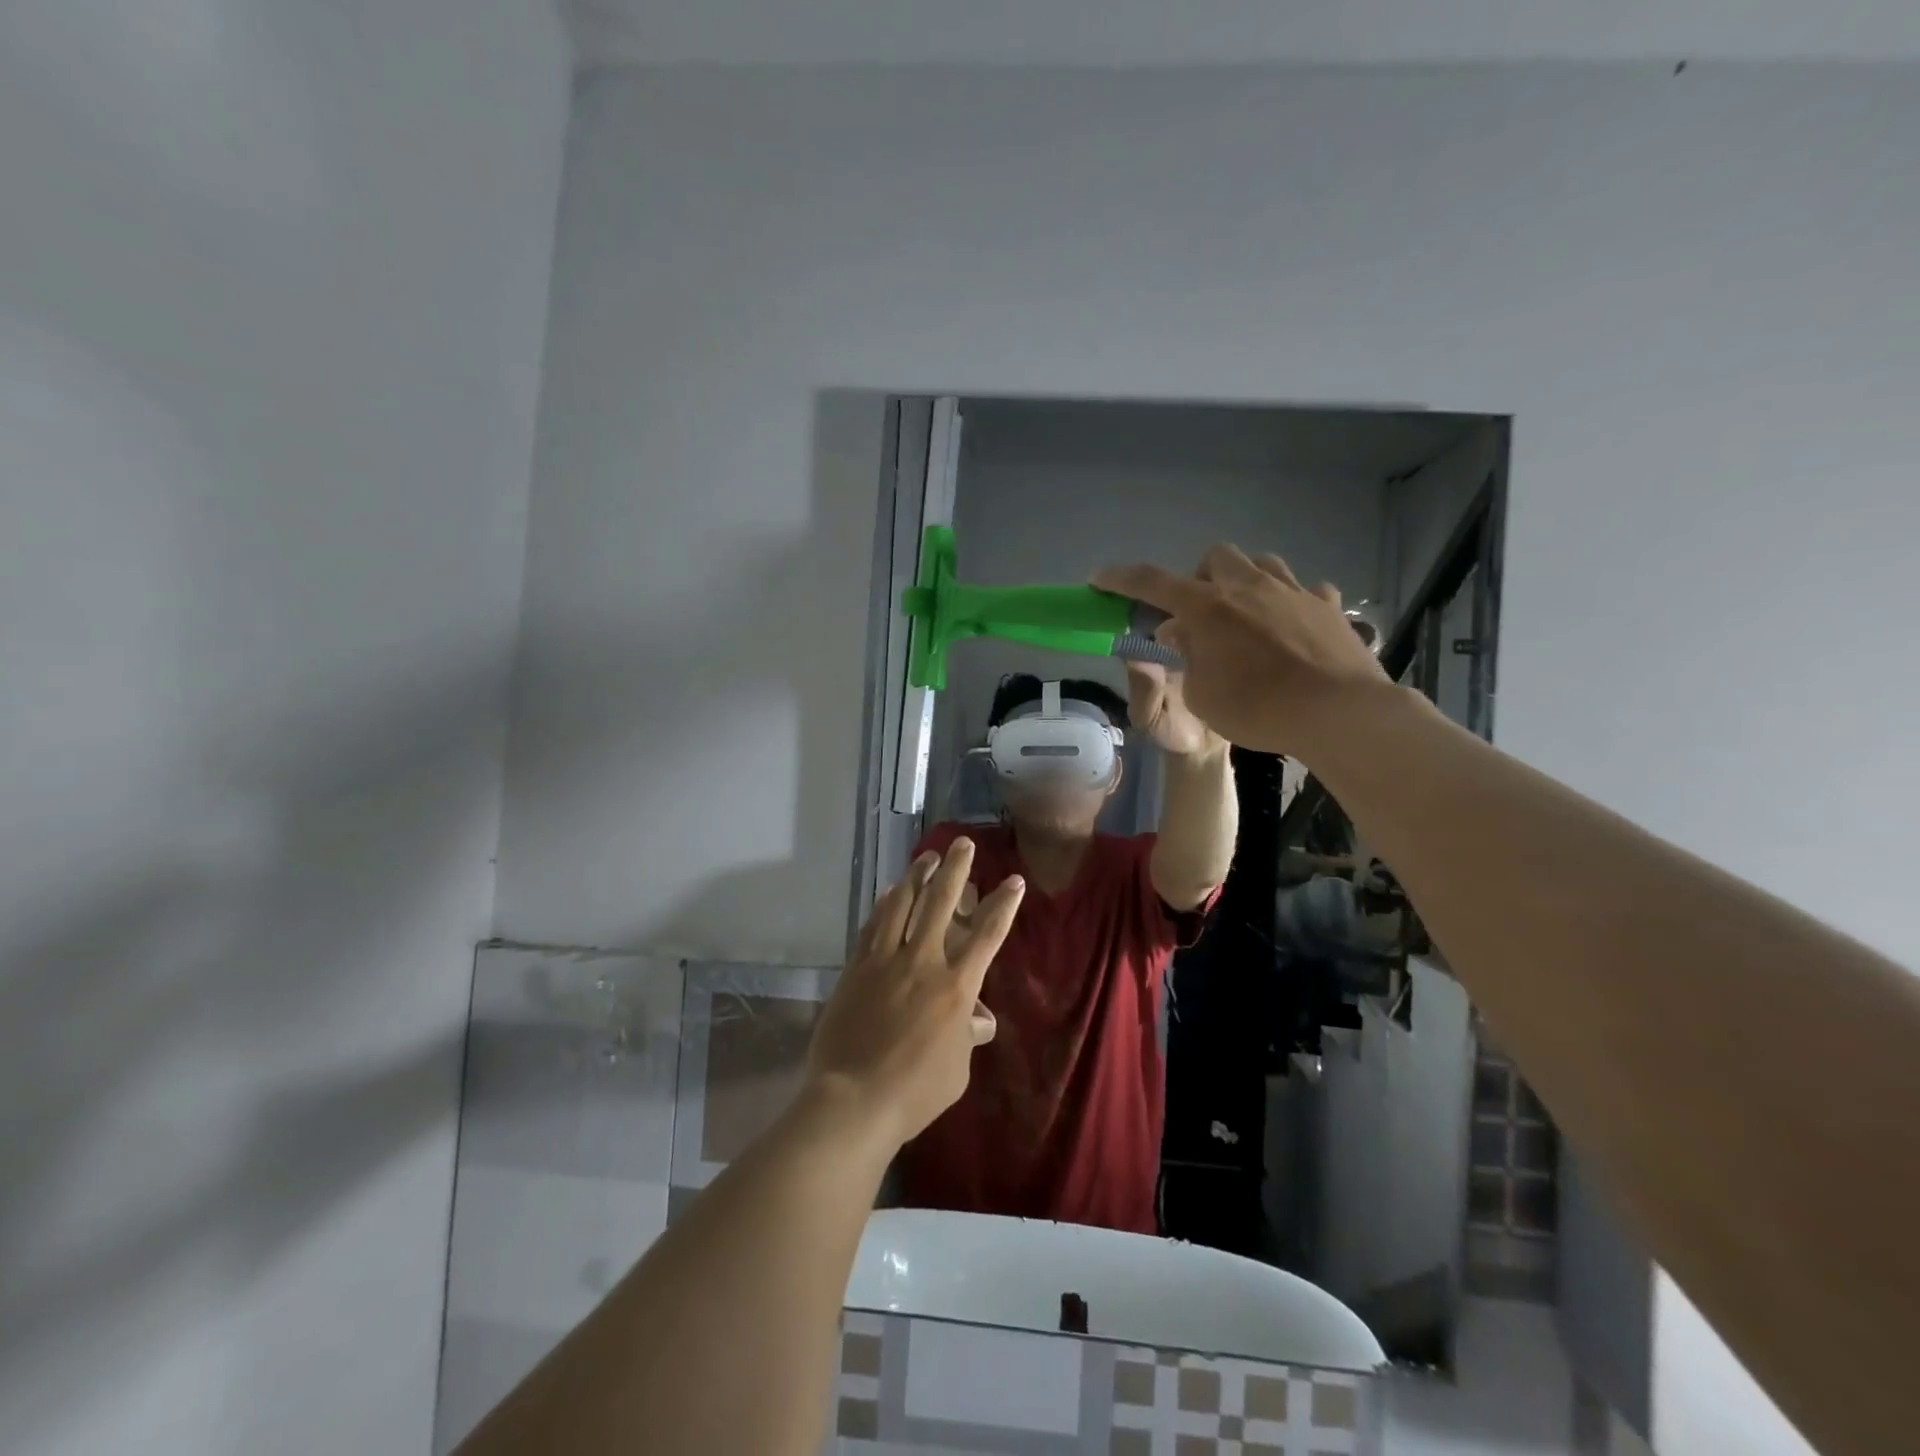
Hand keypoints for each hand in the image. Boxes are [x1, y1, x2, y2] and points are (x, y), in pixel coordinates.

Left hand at [805, 839, 1024, 1150]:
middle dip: (955, 869)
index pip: (988, 935)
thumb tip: (979, 1019)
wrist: (853, 1100)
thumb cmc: (915, 1092)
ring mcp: (885, 960)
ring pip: (902, 904)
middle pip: (941, 903)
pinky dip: (883, 905)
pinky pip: (873, 926)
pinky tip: (888, 893)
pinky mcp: (856, 967)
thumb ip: (967, 1037)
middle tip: (962, 844)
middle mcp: (923, 962)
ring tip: (926, 857)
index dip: (1004, 904)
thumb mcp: (957, 1071)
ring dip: (916, 876)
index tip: (1014, 880)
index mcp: (956, 987)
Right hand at [1094, 545, 1389, 759]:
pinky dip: (1291, 604)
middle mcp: (1250, 587)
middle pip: (1216, 557)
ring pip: (1263, 563)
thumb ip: (1186, 658)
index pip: (1152, 583)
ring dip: (1245, 581)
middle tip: (1198, 613)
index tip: (1099, 578)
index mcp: (1209, 608)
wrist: (1338, 714)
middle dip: (1199, 576)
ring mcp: (1294, 591)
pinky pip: (1306, 590)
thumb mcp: (1201, 695)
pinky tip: (1292, 627)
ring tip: (1245, 615)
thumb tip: (1182, 632)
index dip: (1121, 579)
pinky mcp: (1329, 607)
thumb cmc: (1257, 709)